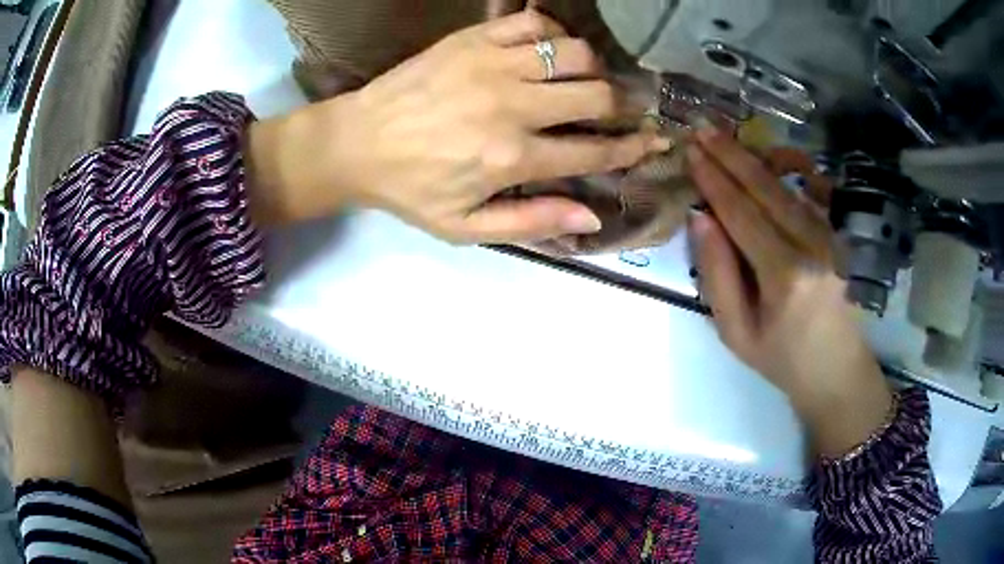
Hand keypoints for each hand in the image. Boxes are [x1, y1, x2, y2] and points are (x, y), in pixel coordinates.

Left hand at [282, 11, 666, 243]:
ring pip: (575, 53)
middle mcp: (512, 106)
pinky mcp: (473, 39)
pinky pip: (534, 22)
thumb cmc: (411, 189)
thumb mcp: (465, 227)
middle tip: (622, 110)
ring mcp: (492, 65)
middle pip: (597, 95)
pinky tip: (547, 51)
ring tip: (585, 80)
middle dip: (622, 106)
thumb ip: (531, 222)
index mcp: (512, 158)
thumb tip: (593, 215)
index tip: (653, 141)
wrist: (356, 142)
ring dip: (592, 68)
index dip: (632, 148)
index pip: (594, 151)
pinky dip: (553, 33)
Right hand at [687, 128, 892, 456]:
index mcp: (784, 275)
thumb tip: (701, 219)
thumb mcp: (737, 334)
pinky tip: (765, 157)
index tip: (691, 152)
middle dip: (732, 156)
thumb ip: (718, 276)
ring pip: (787, 187)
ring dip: (755, 158)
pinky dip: (783, 173)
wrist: (838, 373)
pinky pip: (806, 197)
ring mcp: (830, 238)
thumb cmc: (783, 361)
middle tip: (703, 128)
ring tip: (727, 136)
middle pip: (766, 189)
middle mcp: (812, 246)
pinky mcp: (838, 238)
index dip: (714, 181)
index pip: (742, 214)